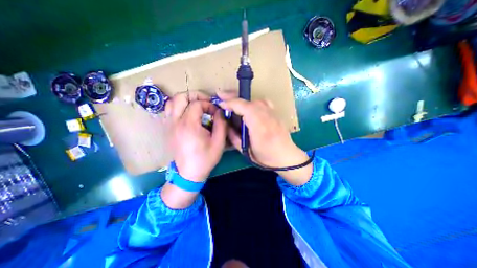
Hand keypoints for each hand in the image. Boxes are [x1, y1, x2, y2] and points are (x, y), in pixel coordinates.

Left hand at [164, 91, 226, 181]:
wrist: (189, 174)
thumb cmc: (205, 159)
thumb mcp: (219, 142)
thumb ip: (221, 124)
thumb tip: (220, 112)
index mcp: (189, 125)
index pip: (197, 104)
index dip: (209, 104)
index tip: (216, 112)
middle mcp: (176, 122)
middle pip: (180, 97)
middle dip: (195, 95)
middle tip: (206, 102)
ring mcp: (170, 125)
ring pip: (172, 102)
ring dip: (186, 100)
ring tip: (197, 106)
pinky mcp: (168, 129)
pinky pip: (170, 111)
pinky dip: (179, 107)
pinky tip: (189, 114)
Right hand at [219, 96, 313, 184]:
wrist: (286, 156)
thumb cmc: (266, 156)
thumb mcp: (245, 151)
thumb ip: (234, 136)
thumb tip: (226, 124)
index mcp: (259, 125)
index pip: (243, 107)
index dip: (230, 103)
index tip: (220, 104)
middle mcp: (267, 115)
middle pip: (248, 101)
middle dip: (233, 97)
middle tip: (221, 95)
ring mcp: (273, 112)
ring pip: (255, 100)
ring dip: (242, 99)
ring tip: (232, 100)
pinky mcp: (275, 112)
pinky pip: (262, 102)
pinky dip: (253, 101)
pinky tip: (249, 106)